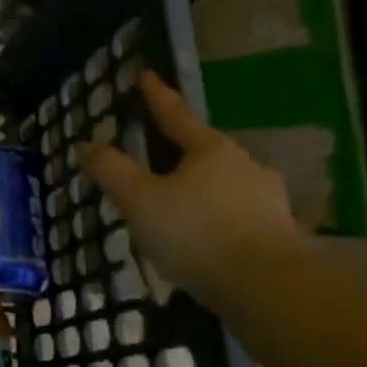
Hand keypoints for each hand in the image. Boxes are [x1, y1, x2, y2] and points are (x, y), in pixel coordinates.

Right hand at [78, 72, 309, 298]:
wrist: (269, 291)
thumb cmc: (196, 233)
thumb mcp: (139, 200)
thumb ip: (111, 170)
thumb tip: (87, 146)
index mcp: (210, 150)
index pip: (175, 115)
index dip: (156, 96)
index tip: (146, 75)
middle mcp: (244, 166)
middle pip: (203, 152)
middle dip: (178, 153)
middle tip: (154, 159)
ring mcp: (268, 201)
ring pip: (222, 186)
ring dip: (198, 191)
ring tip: (175, 209)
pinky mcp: (280, 236)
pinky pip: (236, 217)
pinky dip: (215, 221)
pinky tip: (202, 241)